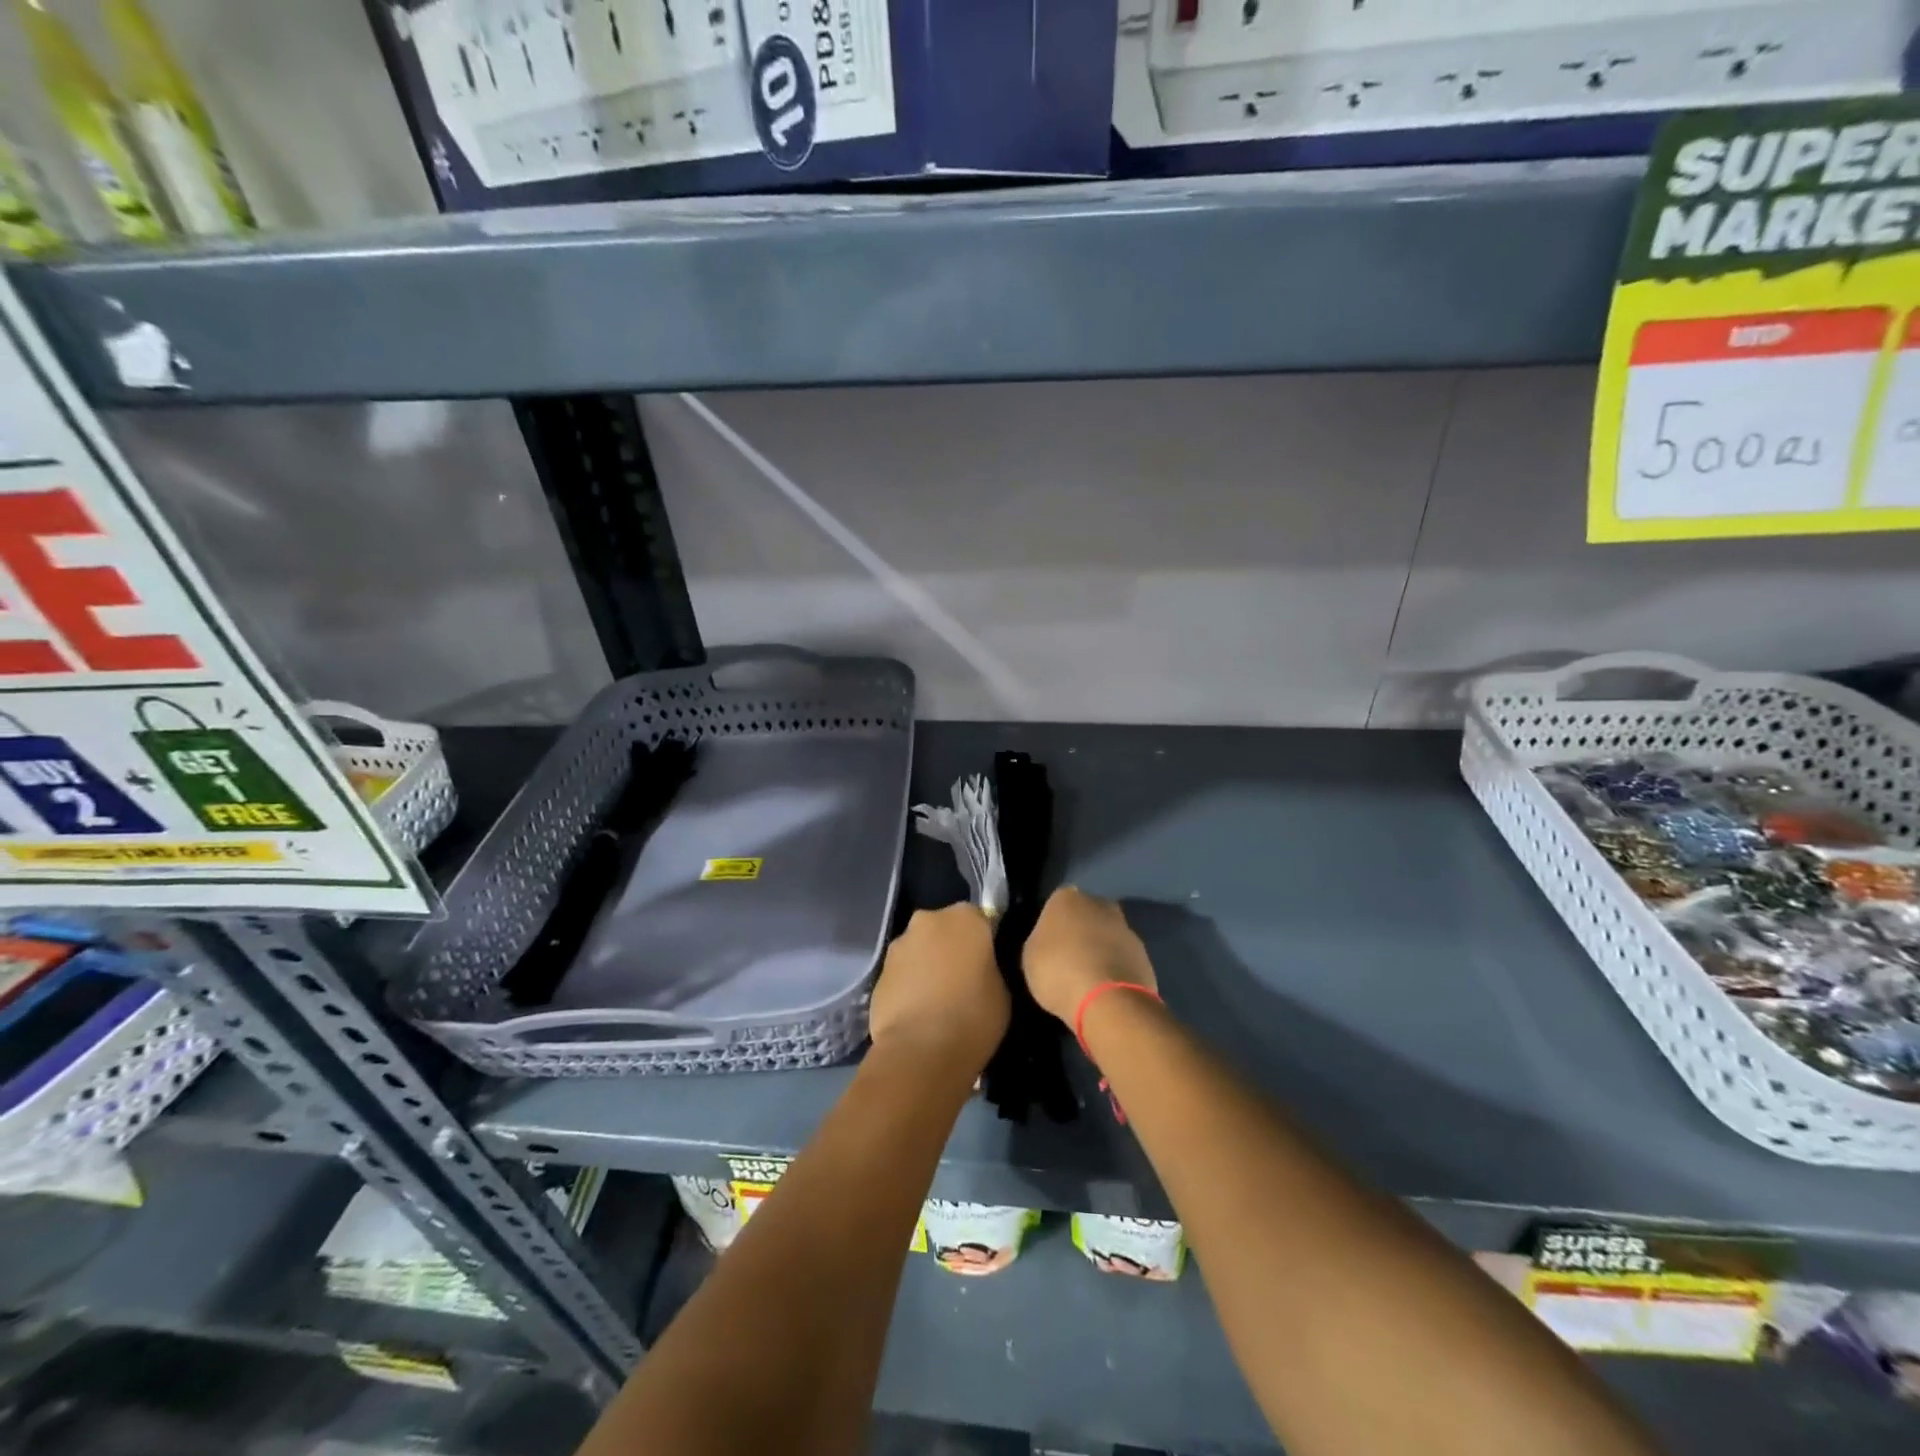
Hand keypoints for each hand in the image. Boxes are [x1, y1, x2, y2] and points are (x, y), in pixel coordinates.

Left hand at [869, 904, 1008, 1073]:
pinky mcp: (878, 972)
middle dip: (951, 947)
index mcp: (965, 917)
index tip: (988, 964)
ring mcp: (898, 945)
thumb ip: (990, 966)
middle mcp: (928, 920)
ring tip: (938, 1001)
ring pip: (920, 949)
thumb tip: (981, 967)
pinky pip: (902, 973)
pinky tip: (918, 1012)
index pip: (980, 919)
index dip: (984, 942)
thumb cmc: (974, 1016)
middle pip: (944, 929)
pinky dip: (909, 985)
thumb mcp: (1003, 990)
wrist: (920, 1051)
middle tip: (963, 980)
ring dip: (928, 965)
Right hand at [1022, 887, 1156, 1025]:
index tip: (1048, 945)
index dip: (1052, 925)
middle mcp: (1099, 903)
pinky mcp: (1144, 954)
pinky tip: (1105, 988)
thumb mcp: (1030, 957)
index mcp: (1067, 898)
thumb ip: (1040, 941)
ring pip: (1107, 935)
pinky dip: (1115, 968)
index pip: (1056, 904)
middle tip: (1068, 958)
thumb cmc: (1058, 971)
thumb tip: (1050, 940)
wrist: (1108, 1000)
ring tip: (1088, 977)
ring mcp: (1125, 928)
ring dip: (1100, 950)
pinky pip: (1122, 958)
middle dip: (1080, 931)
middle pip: (1086, 914)